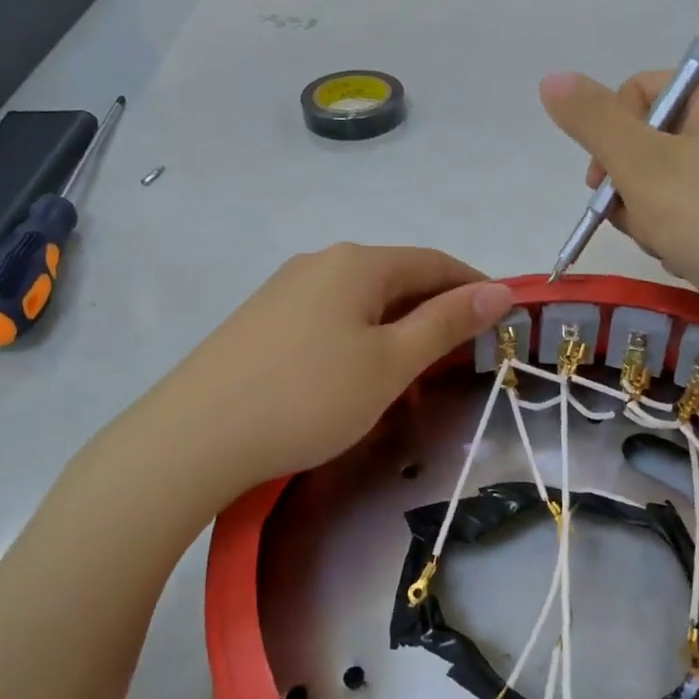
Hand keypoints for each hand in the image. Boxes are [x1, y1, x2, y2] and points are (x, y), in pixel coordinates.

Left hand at [149, 244, 513, 494]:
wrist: (195, 436)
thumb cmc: (308, 397)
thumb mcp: (389, 363)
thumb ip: (445, 323)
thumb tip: (499, 290)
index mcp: (357, 262)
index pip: (434, 262)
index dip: (474, 288)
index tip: (503, 322)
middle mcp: (319, 262)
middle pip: (396, 278)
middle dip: (435, 312)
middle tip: (460, 359)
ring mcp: (284, 289)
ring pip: (361, 301)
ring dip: (397, 328)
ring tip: (411, 373)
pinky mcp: (261, 320)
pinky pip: (328, 318)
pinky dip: (359, 338)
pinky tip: (353, 375)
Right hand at [539, 69, 698, 371]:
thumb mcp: (640, 164)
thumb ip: (592, 121)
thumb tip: (551, 78)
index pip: (639, 91)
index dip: (610, 134)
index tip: (603, 182)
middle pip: (648, 141)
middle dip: (628, 185)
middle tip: (636, 218)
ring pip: (664, 184)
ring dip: (648, 217)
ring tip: (665, 245)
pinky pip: (691, 214)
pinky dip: (676, 235)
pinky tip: (685, 259)